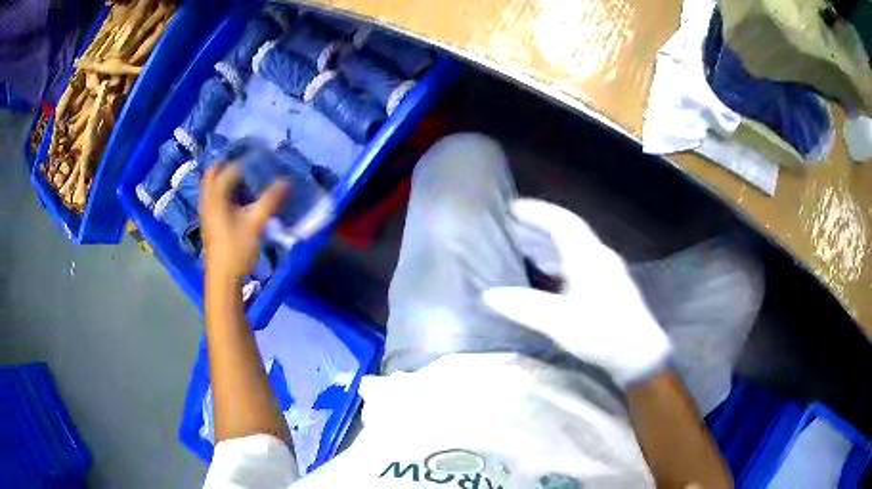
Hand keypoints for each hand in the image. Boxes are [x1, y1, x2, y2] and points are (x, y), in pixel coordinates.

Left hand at [200, 163, 287, 281]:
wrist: (223, 279)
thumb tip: (286, 181)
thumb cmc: (237, 249)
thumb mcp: (256, 224)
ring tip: (243, 176)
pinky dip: (223, 191)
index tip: (260, 157)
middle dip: (227, 164)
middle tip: (245, 161)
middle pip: (212, 174)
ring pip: (211, 187)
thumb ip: (270, 200)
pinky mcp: (210, 224)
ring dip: (224, 178)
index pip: (228, 170)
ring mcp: (206, 213)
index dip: (243, 162)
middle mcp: (207, 202)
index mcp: (216, 198)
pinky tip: (237, 198)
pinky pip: (213, 198)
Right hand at [482, 198, 671, 386]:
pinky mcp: (611, 287)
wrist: (640, 354)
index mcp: (588, 258)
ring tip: (527, 247)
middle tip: (515, 226)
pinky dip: (561, 261)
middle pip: (568, 232)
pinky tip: (550, 276)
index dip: (538, 212)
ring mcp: (608, 272)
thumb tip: (490, 295)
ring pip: (575, 248)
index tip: (514, 207)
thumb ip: (525, 307)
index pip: (562, 222)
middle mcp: (600, 257)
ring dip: (551, 244)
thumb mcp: (560, 322)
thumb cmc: (602, 333)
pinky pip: (580, 263)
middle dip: (541, 226)